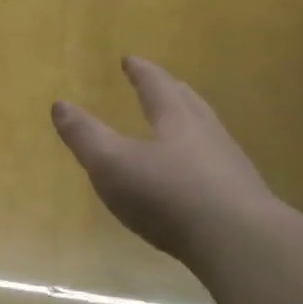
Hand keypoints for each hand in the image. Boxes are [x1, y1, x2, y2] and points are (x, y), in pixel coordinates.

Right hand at [52, 56, 276, 265]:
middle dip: (170, 91)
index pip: (156, 85)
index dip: (141, 72)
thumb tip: (60, 105)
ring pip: (207, 134)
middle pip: (188, 103)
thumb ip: (86, 135)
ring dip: (190, 125)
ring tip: (178, 129)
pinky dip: (200, 163)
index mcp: (177, 118)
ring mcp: (230, 166)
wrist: (240, 244)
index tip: (130, 59)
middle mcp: (207, 133)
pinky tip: (195, 181)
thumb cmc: (170, 195)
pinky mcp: (242, 199)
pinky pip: (217, 168)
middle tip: (160, 84)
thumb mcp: (113, 164)